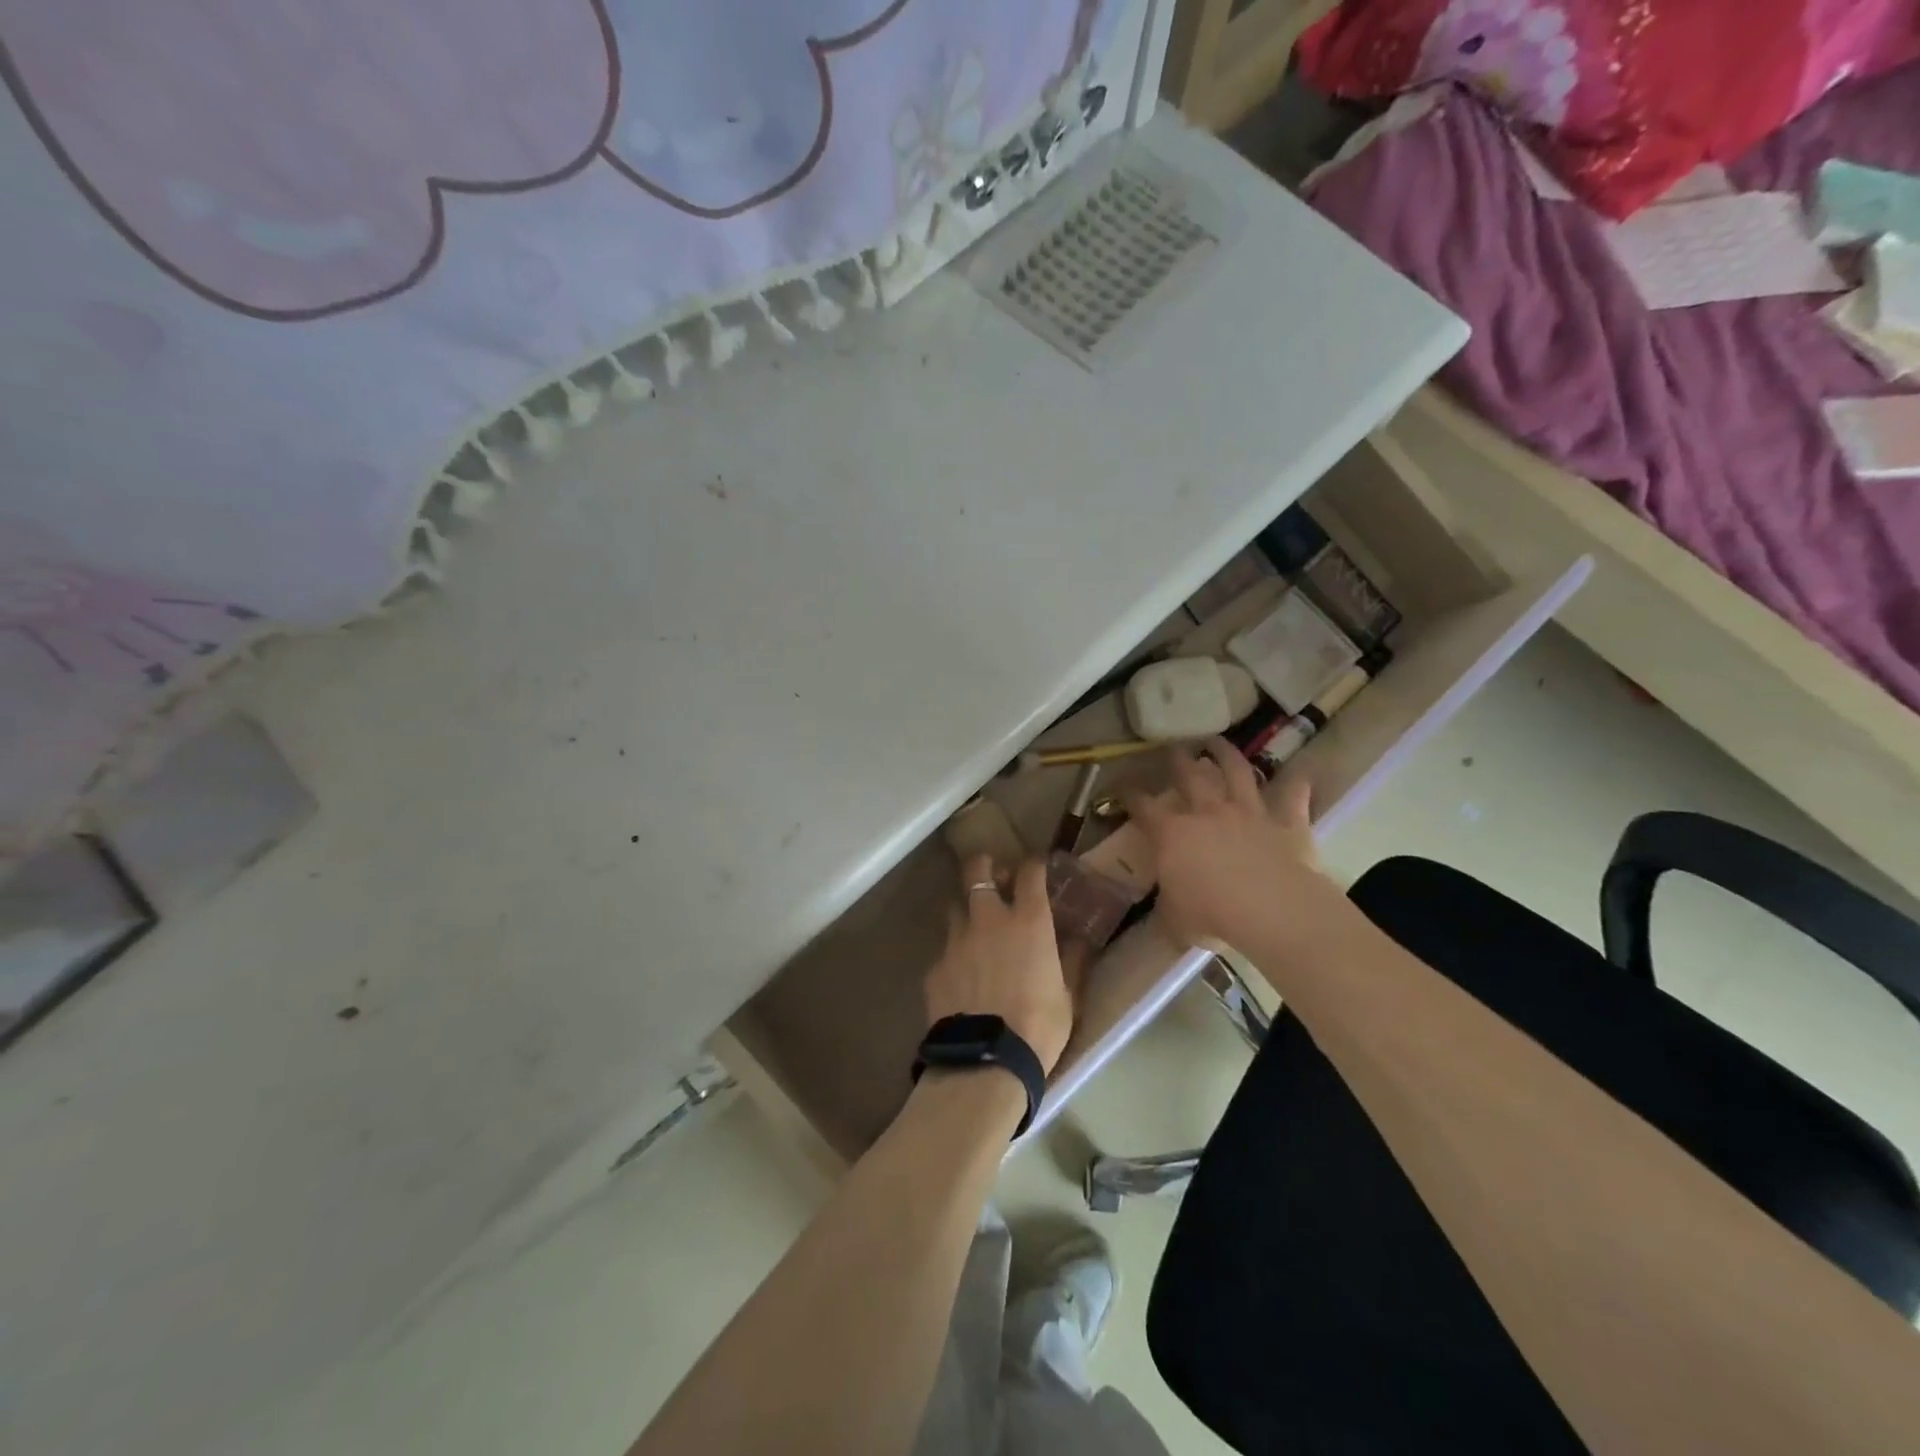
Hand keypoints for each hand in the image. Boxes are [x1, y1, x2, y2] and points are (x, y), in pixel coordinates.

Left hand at [926, 855, 1077, 1073]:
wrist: (986, 1062)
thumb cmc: (1039, 1027)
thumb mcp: (1068, 996)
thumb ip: (1071, 961)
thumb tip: (1080, 940)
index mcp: (1028, 922)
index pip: (1029, 874)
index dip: (1033, 864)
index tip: (1036, 865)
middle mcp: (988, 920)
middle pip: (977, 872)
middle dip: (984, 865)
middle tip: (993, 875)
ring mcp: (956, 941)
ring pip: (955, 907)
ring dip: (967, 910)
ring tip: (975, 927)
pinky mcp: (935, 967)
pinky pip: (945, 951)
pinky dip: (955, 955)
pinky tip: (961, 975)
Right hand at [1124, 739, 1334, 950]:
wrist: (1270, 909)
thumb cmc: (1211, 915)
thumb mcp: (1174, 919)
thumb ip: (1168, 906)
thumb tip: (1166, 908)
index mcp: (1173, 835)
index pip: (1143, 808)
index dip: (1129, 795)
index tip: (1120, 786)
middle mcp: (1208, 813)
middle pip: (1190, 777)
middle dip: (1178, 761)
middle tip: (1172, 748)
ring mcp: (1249, 814)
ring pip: (1237, 773)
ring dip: (1227, 755)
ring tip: (1218, 741)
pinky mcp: (1286, 824)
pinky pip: (1293, 800)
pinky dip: (1297, 787)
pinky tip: (1301, 776)